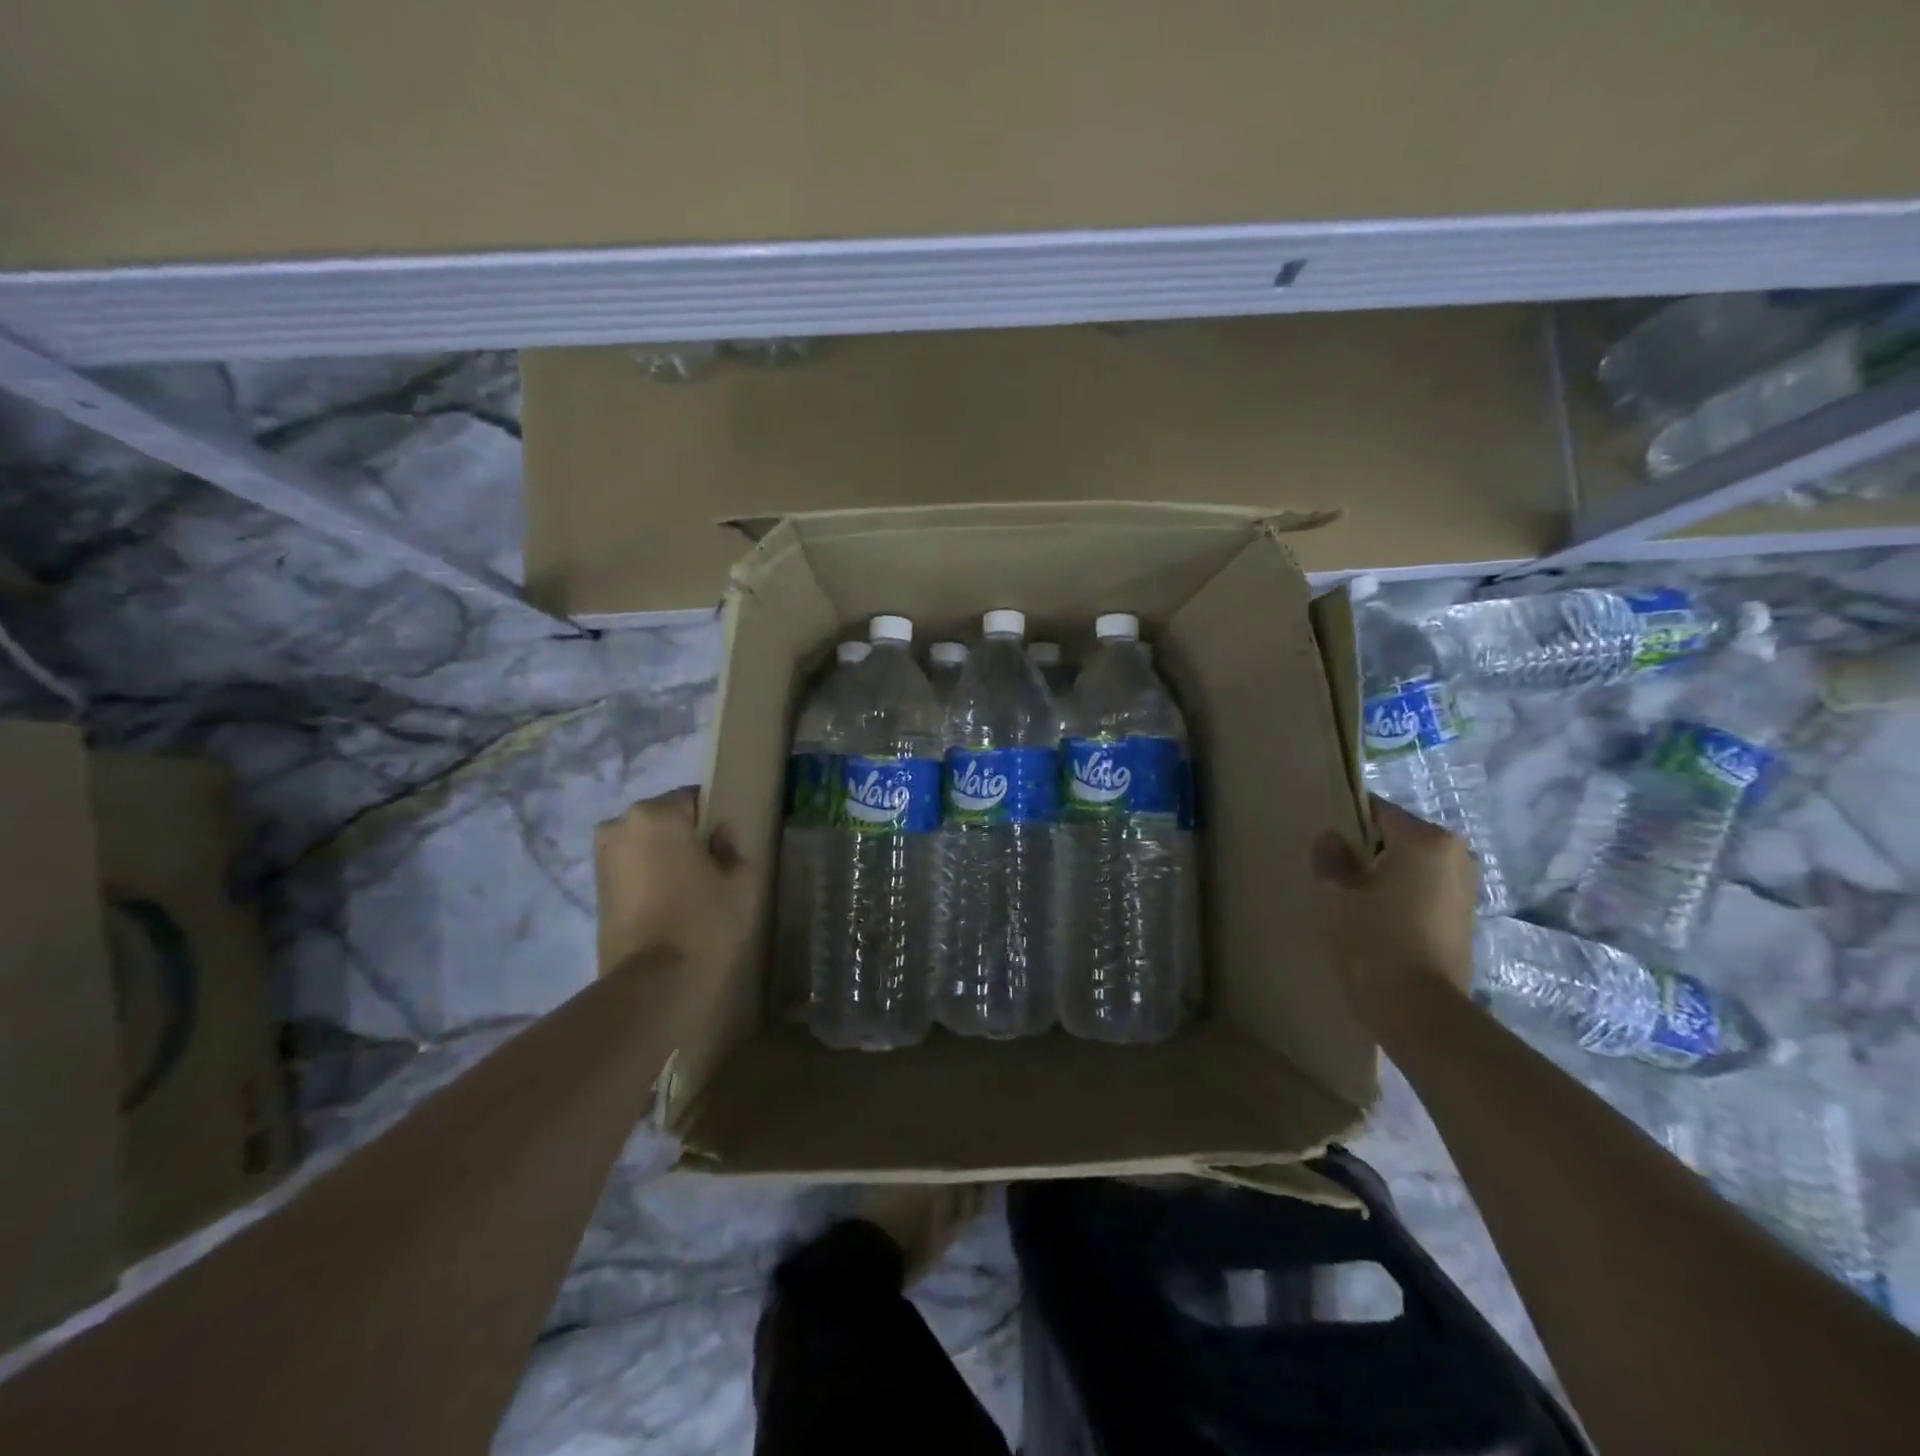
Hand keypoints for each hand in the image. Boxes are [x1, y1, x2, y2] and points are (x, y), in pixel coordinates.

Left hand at [594, 788, 751, 979]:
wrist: (655, 983)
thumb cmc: (705, 920)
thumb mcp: (741, 880)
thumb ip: (733, 848)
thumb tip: (719, 837)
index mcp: (655, 814)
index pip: (693, 799)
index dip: (715, 819)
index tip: (728, 845)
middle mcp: (619, 826)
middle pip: (664, 821)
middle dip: (685, 838)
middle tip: (712, 868)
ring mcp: (602, 860)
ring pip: (646, 846)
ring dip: (665, 859)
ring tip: (691, 891)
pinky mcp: (596, 892)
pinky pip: (633, 871)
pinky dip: (650, 880)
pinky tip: (671, 906)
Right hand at [1311, 796, 1477, 1029]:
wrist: (1420, 1011)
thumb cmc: (1374, 941)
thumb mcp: (1335, 894)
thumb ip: (1329, 857)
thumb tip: (1330, 837)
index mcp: (1426, 839)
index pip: (1376, 812)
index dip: (1344, 824)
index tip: (1321, 846)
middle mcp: (1456, 855)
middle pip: (1396, 839)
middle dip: (1364, 852)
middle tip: (1331, 875)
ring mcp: (1465, 888)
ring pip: (1409, 867)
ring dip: (1381, 877)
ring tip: (1350, 901)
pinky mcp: (1463, 919)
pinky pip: (1422, 891)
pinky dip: (1398, 898)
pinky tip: (1374, 922)